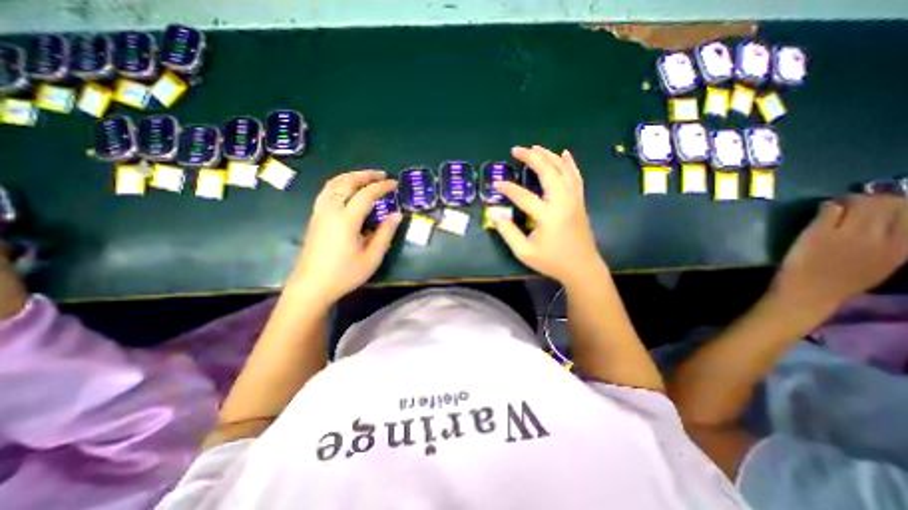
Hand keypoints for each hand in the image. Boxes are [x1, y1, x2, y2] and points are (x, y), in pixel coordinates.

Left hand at [289, 170, 402, 306]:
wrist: (311, 286)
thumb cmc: (345, 274)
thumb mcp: (372, 257)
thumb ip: (385, 234)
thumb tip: (397, 214)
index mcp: (346, 220)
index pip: (366, 194)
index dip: (382, 187)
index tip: (395, 184)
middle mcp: (330, 210)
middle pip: (346, 182)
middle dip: (365, 175)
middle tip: (381, 175)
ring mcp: (319, 213)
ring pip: (333, 184)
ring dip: (350, 176)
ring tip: (365, 177)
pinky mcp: (315, 218)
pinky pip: (327, 192)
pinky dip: (339, 184)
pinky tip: (347, 190)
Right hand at [495, 145, 605, 285]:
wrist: (582, 268)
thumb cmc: (552, 261)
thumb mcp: (524, 252)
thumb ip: (508, 232)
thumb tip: (495, 214)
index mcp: (548, 215)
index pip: (523, 195)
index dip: (508, 189)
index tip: (496, 185)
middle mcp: (563, 201)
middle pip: (548, 172)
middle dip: (531, 157)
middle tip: (517, 149)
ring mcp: (574, 199)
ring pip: (563, 170)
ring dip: (549, 155)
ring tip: (535, 147)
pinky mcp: (579, 201)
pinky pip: (576, 177)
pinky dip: (570, 163)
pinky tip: (564, 154)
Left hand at [769, 193, 907, 314]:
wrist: (808, 292)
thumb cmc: (842, 281)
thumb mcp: (885, 263)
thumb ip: (892, 243)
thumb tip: (895, 220)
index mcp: (902, 248)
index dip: (898, 204)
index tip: (884, 205)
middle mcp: (879, 237)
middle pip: (887, 203)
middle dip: (873, 198)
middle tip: (856, 202)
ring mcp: (847, 234)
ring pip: (859, 202)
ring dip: (849, 199)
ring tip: (839, 204)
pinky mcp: (818, 232)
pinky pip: (829, 209)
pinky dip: (827, 206)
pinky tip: (823, 210)